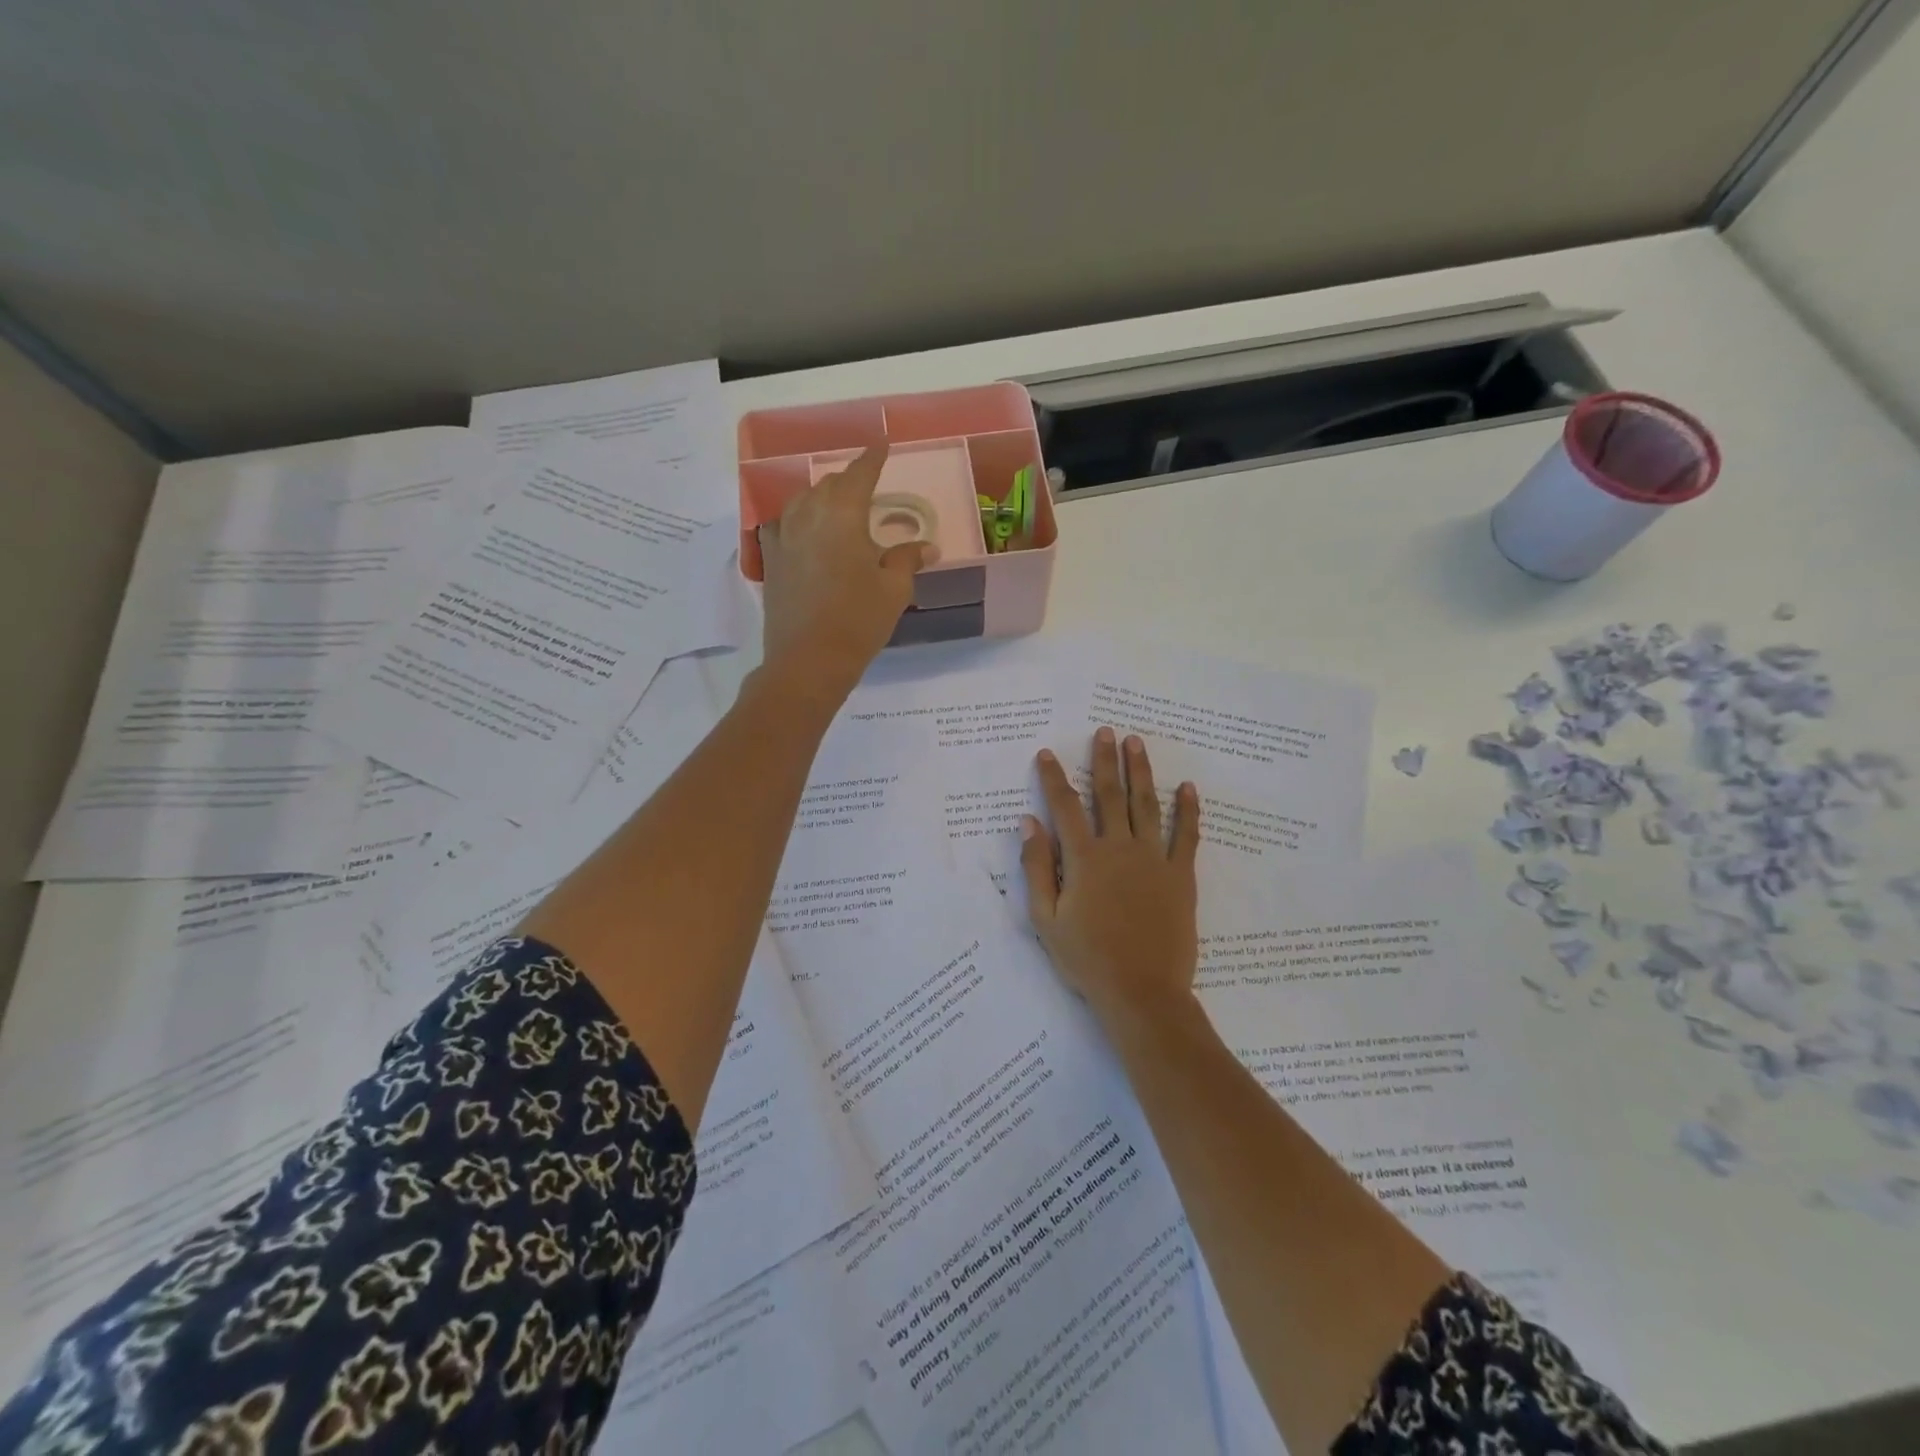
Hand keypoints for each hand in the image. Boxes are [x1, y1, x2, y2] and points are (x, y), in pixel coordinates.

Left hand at [758, 442, 924, 702]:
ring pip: (802, 502)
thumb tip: (926, 546)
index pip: (860, 474)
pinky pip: (783, 526)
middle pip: (829, 485)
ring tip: (837, 508)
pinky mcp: (770, 561)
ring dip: (822, 498)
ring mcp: (783, 537)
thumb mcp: (893, 590)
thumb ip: (907, 560)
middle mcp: (808, 515)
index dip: (872, 457)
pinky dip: (798, 521)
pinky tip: (805, 534)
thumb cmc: (858, 621)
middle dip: (849, 482)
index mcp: (842, 514)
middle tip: (867, 487)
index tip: (882, 444)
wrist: (807, 660)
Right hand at [1021, 729, 1200, 1025]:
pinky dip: (1188, 810)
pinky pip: (1187, 836)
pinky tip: (1187, 788)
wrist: (1141, 992)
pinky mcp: (1181, 876)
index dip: (1054, 778)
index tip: (1047, 753)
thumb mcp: (1046, 919)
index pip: (1065, 807)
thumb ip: (1036, 868)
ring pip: (1146, 805)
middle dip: (1104, 760)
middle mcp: (1119, 848)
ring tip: (1136, 743)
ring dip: (1140, 771)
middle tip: (1105, 731)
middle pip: (1109, 795)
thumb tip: (1028, 824)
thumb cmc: (1087, 959)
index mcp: (1084, 859)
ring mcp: (1154, 859)